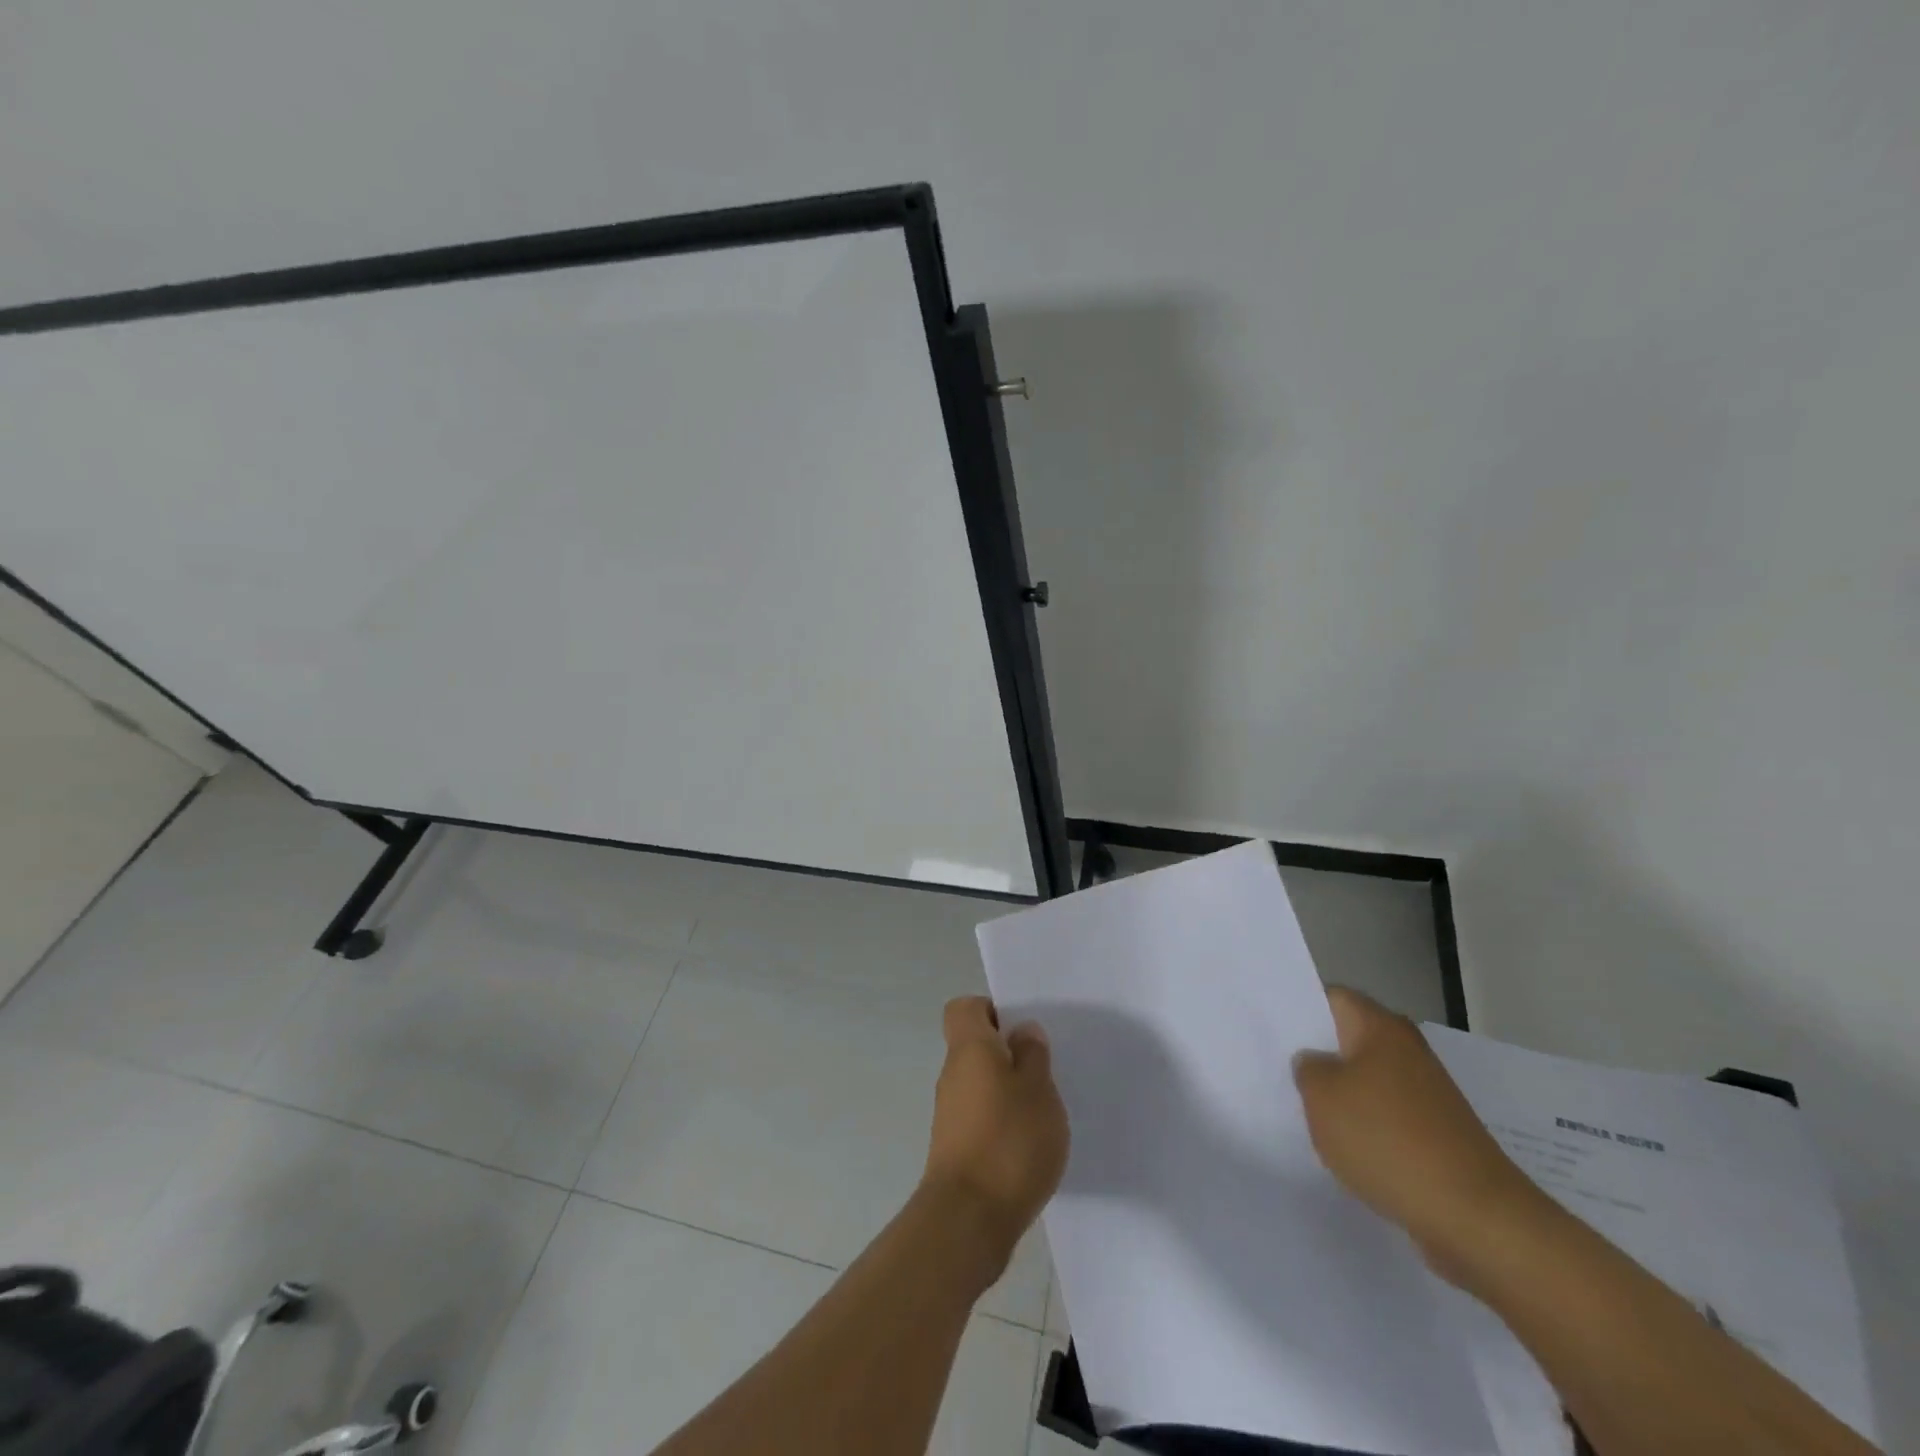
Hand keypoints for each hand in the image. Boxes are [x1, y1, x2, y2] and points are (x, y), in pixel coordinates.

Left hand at [922, 997, 1069, 1278]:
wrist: (967, 1221)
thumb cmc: (1008, 1142)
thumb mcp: (1038, 1090)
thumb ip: (1033, 1056)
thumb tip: (1022, 1032)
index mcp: (969, 1048)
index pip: (965, 1008)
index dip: (992, 1010)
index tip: (1022, 1031)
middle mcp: (953, 1075)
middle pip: (975, 1047)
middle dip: (1009, 1054)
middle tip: (1045, 1071)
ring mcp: (950, 1114)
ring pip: (981, 1084)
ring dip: (1008, 1092)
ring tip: (1044, 1112)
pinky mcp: (956, 1150)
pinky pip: (981, 1118)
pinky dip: (1002, 1123)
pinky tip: (1030, 1146)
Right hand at [1292, 986, 1547, 1281]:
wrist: (1476, 1219)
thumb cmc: (1388, 1141)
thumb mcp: (1322, 1096)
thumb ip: (1306, 1069)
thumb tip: (1315, 1064)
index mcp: (1380, 1027)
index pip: (1330, 997)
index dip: (1298, 1008)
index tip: (1267, 1026)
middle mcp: (1406, 1051)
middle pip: (1348, 1039)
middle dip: (1316, 1055)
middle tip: (1275, 1069)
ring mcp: (1425, 1095)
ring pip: (1366, 1081)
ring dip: (1339, 1096)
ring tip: (1302, 1112)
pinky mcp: (1436, 1135)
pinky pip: (1385, 1118)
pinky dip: (1364, 1129)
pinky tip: (1342, 1149)